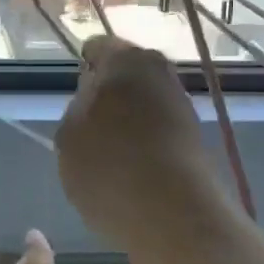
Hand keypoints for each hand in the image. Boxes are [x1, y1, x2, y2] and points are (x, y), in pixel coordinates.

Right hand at [57, 34, 215, 250]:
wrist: (174, 216)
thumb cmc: (109, 167)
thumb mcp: (68, 136)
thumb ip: (76, 109)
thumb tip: (93, 101)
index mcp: (124, 59)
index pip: (97, 47)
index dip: (83, 69)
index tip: (75, 98)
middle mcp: (159, 71)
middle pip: (124, 75)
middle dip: (108, 95)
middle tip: (89, 130)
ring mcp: (181, 103)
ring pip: (143, 102)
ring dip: (127, 121)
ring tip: (110, 157)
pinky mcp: (195, 136)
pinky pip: (158, 129)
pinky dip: (145, 142)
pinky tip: (132, 171)